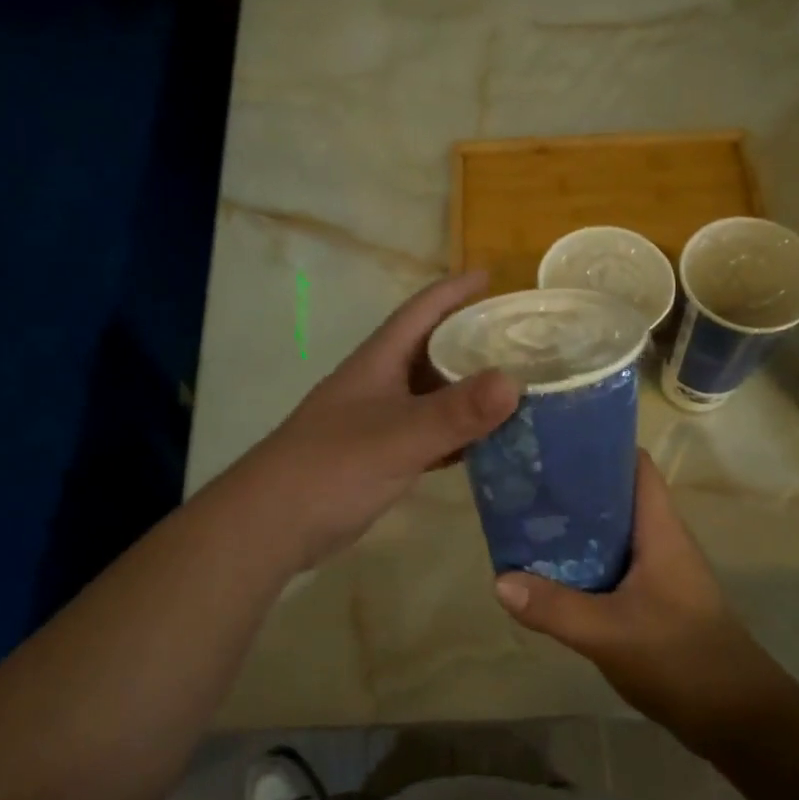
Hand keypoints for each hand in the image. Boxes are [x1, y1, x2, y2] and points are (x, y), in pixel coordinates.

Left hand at [244, 271, 519, 570]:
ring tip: (521, 389)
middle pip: (433, 350)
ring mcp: (380, 421)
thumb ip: (455, 412)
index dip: (455, 290)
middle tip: (525, 340)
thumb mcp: (398, 435)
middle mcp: (381, 383)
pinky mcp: (382, 457)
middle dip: (475, 340)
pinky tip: (491, 444)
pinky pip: (431, 435)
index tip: (494, 276)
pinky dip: (460, 435)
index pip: (421, 311)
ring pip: (434, 394)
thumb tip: (515, 381)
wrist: (273, 524)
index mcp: (379, 361)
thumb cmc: (331, 467)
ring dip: (471, 391)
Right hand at [494, 451, 798, 752]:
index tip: (554, 442)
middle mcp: (660, 540)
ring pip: (611, 532)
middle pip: (616, 495)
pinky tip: (551, 572)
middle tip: (526, 484)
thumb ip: (554, 607)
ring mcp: (659, 571)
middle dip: (573, 487)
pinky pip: (612, 564)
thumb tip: (500, 580)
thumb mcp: (609, 633)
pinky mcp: (654, 599)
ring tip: (528, 520)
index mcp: (659, 530)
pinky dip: (582, 561)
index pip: (634, 465)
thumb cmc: (681, 659)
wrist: (738, 720)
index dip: (599, 446)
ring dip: (575, 526)